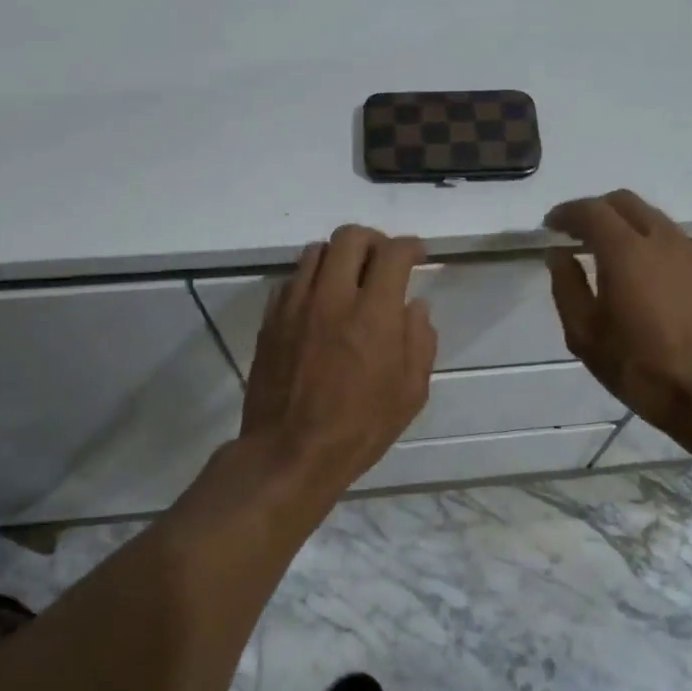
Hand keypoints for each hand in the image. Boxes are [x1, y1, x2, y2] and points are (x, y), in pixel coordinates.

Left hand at [241, 225, 436, 495]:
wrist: (289, 453)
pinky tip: (320, 305)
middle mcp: (333, 297)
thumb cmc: (360, 428)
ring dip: (340, 257)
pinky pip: (292, 280)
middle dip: (374, 240)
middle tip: (383, 261)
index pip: (394, 253)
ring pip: (316, 251)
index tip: (418, 255)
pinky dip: (312, 280)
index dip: (411, 246)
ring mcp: (296, 305)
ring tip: (350, 280)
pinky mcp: (271, 320)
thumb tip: (416, 306)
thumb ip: (420, 340)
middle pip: (350, 237)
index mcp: (374, 314)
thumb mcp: (410, 392)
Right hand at [546, 190, 691, 445]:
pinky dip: (644, 236)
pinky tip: (636, 268)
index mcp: (627, 251)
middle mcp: (661, 239)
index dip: (566, 213)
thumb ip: (566, 286)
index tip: (549, 226)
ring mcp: (689, 251)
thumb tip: (559, 254)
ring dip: (621, 222)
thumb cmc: (641, 367)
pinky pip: (668, 235)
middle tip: (573, 234)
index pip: (591, 211)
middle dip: (594, 210)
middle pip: (623, 202)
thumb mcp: (585, 335)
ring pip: (649, 215)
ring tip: (602, 250)